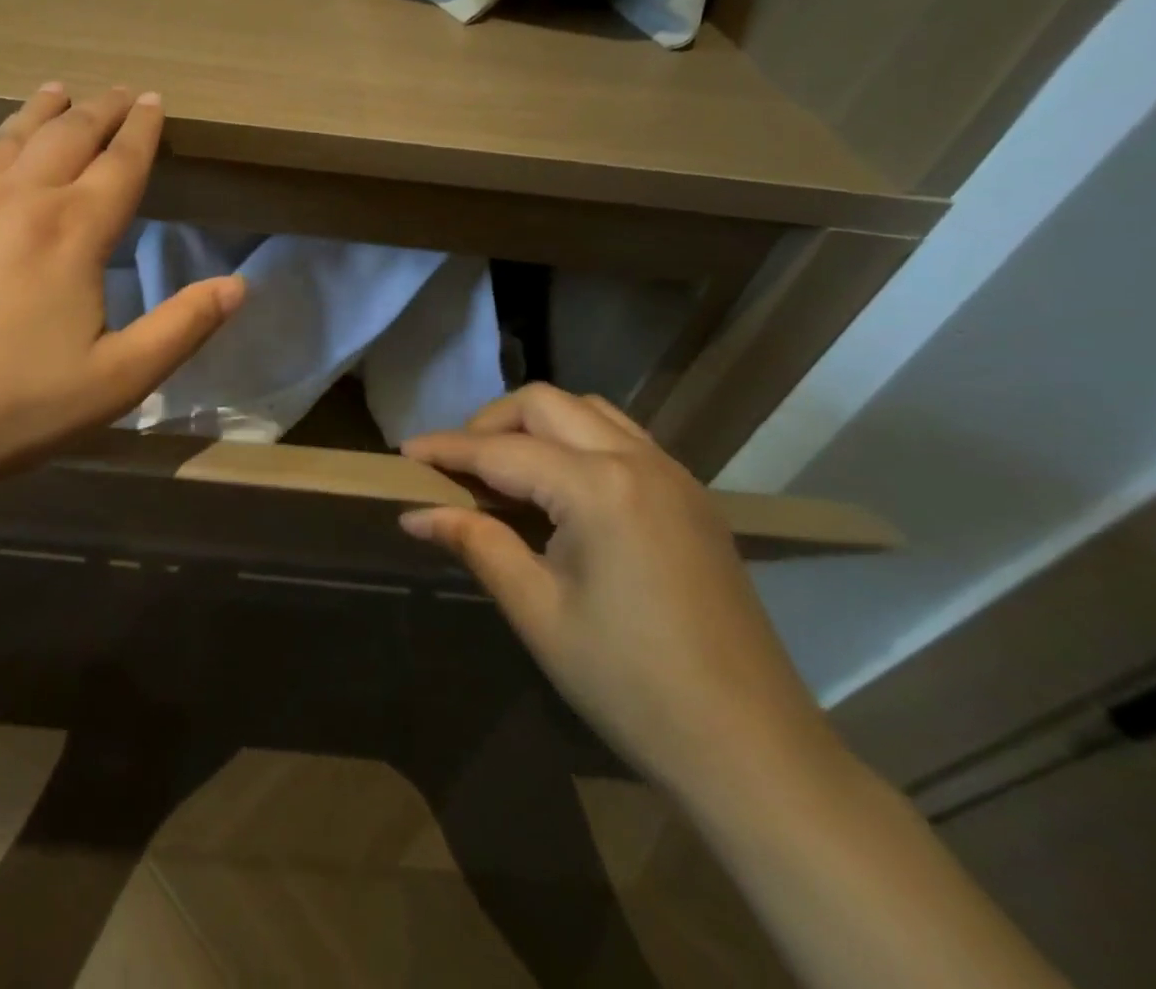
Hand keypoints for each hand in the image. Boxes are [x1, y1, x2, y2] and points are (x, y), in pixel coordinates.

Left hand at [0, 83, 243, 495]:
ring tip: (56, 90)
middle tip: (117, 92)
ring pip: (6, 138)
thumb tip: (238, 286)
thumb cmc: (14, 404)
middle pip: (67, 137)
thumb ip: (182, 328)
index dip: (142, 130)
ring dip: (36, 111)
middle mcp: (20, 199)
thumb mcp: (118, 379)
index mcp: (73, 230)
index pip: (121, 163)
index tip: (154, 100)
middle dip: (99, 111)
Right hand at [399, 384, 840, 807]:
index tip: (402, 454)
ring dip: (535, 424)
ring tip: (502, 469)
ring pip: (587, 411)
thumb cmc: (631, 685)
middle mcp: (639, 462)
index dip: (446, 449)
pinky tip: (558, 486)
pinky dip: (576, 440)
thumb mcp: (538, 612)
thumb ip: (476, 543)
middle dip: (489, 423)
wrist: (753, 751)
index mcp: (599, 490)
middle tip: (455, 466)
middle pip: (545, 404)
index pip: (501, 451)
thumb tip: (416, 514)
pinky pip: (621, 437)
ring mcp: (674, 476)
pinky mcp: (691, 498)